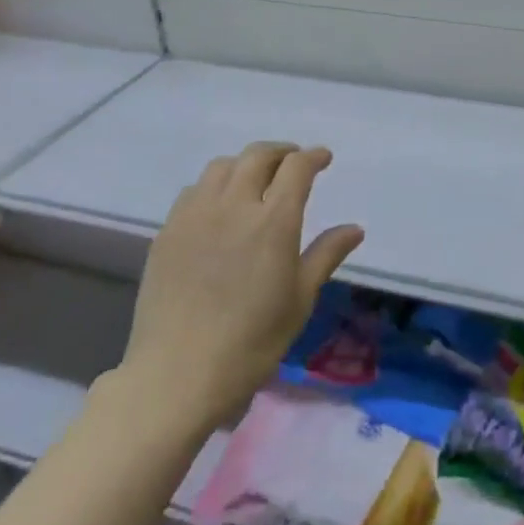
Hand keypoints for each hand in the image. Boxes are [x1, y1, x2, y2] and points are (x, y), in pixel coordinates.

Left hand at [123, 142, 363, 427]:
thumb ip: (326, 255)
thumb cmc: (252, 341)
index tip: (323, 158)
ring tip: (255, 180)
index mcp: (273, 221)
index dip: (312, 157)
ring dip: (245, 164)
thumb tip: (355, 228)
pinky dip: (215, 185)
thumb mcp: (300, 299)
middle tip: (293, 162)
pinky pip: (194, 190)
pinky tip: (219, 206)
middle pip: (257, 156)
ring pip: (222, 166)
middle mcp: (234, 205)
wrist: (179, 372)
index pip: (296, 168)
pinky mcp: (168, 230)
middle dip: (281, 152)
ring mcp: (195, 215)